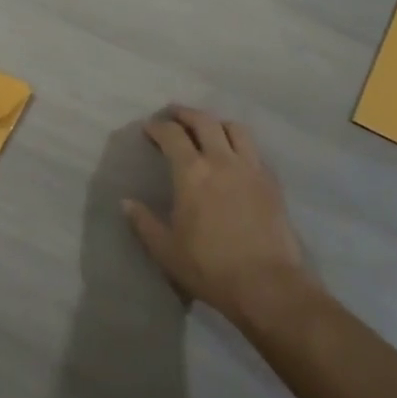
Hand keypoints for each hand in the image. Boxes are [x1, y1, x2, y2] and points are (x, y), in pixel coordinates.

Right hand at [125, 107, 313, 328]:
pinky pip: (254, 150)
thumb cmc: (209, 267)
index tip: (149, 128)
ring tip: (208, 128)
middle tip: (174, 113)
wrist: (266, 284)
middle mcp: (222, 160)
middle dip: (186, 113)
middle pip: (204, 121)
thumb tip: (126, 202)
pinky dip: (239, 143)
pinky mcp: (271, 182)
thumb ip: (144, 223)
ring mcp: (251, 168)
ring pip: (235, 129)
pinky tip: (235, 156)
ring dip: (217, 122)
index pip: (172, 136)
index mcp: (192, 173)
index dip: (158, 127)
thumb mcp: (166, 250)